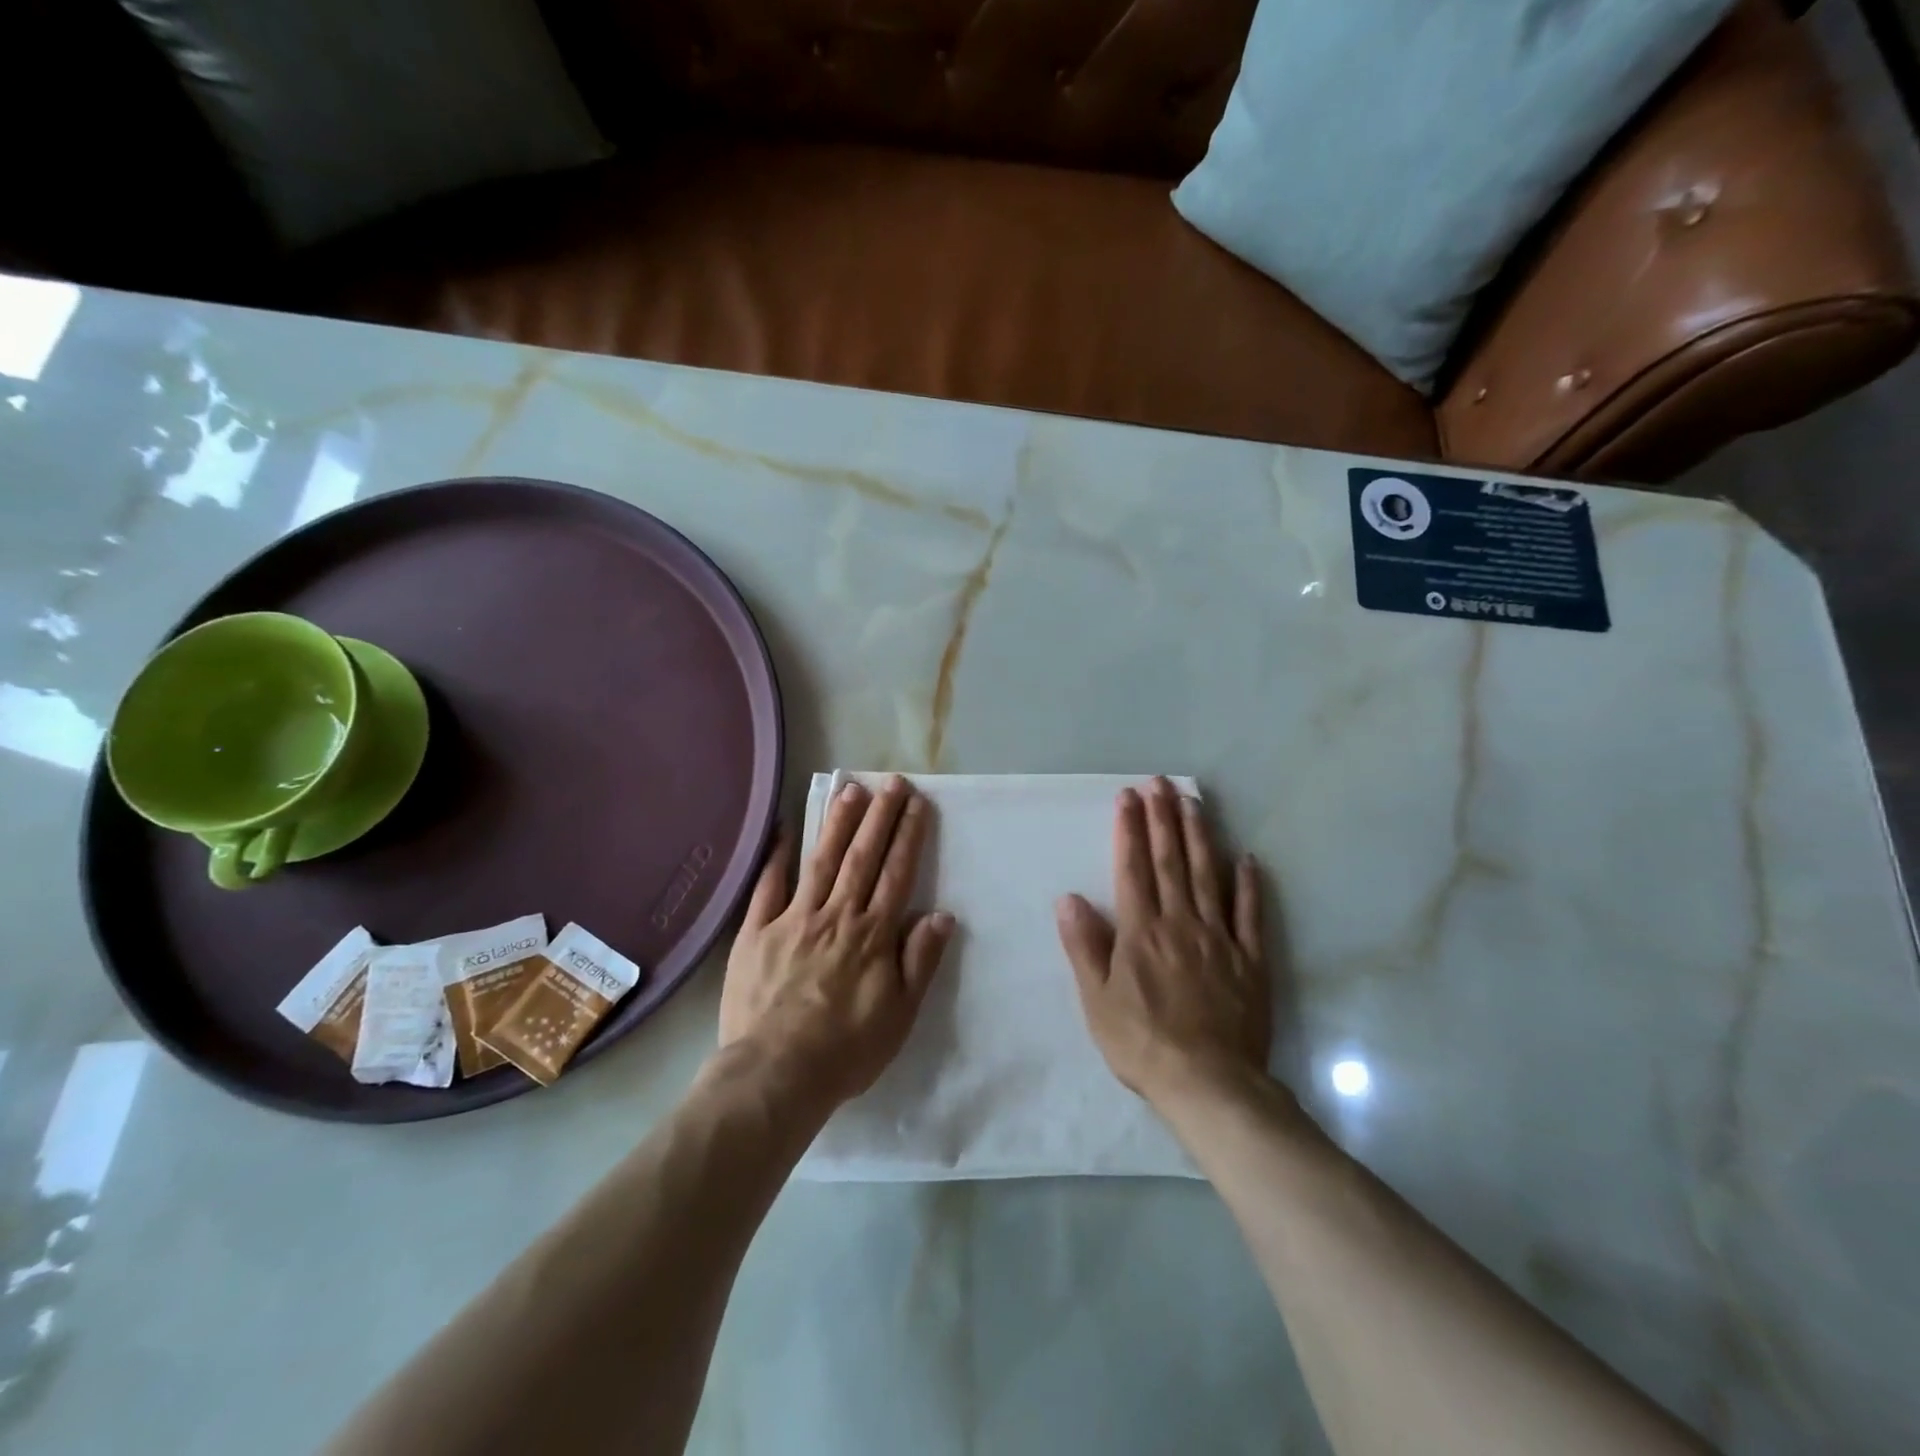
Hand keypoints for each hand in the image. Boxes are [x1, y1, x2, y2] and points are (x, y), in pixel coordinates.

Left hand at [720, 775, 956, 1108]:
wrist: (776, 1074)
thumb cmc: (846, 1049)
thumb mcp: (900, 1014)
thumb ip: (920, 961)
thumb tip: (940, 915)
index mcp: (872, 935)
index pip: (896, 874)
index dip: (908, 836)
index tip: (917, 804)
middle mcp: (836, 916)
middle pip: (862, 857)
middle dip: (879, 816)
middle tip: (891, 782)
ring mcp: (793, 920)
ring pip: (821, 862)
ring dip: (838, 824)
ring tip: (850, 791)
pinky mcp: (756, 932)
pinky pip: (768, 886)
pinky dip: (777, 856)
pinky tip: (786, 829)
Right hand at [1055, 778, 1269, 1106]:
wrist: (1208, 1083)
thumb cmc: (1141, 1043)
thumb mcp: (1097, 1000)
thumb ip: (1084, 946)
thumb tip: (1068, 898)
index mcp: (1141, 931)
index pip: (1133, 869)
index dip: (1130, 830)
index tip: (1128, 797)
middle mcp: (1180, 923)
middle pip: (1171, 861)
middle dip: (1164, 818)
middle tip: (1160, 783)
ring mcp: (1219, 938)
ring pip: (1209, 876)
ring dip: (1200, 836)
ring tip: (1194, 802)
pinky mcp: (1250, 959)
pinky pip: (1251, 914)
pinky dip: (1250, 884)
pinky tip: (1248, 858)